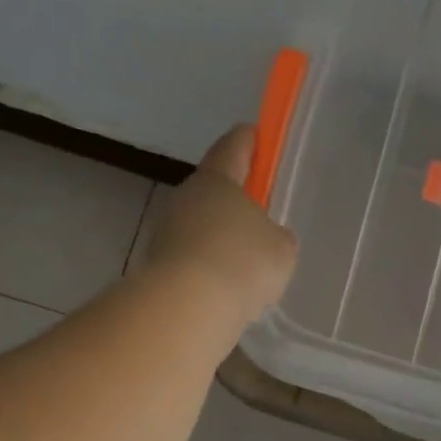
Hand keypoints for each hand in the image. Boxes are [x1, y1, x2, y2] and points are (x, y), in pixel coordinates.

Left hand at [138, 125, 297, 325]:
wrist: (187, 307)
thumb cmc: (242, 262)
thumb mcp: (281, 249)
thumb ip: (278, 237)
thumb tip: (267, 239)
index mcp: (217, 180)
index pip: (233, 147)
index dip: (247, 140)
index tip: (255, 133)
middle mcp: (186, 198)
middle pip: (213, 189)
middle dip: (234, 199)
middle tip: (258, 213)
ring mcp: (167, 232)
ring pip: (201, 226)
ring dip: (220, 238)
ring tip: (246, 262)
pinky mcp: (159, 266)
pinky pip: (193, 259)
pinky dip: (209, 268)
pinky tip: (227, 288)